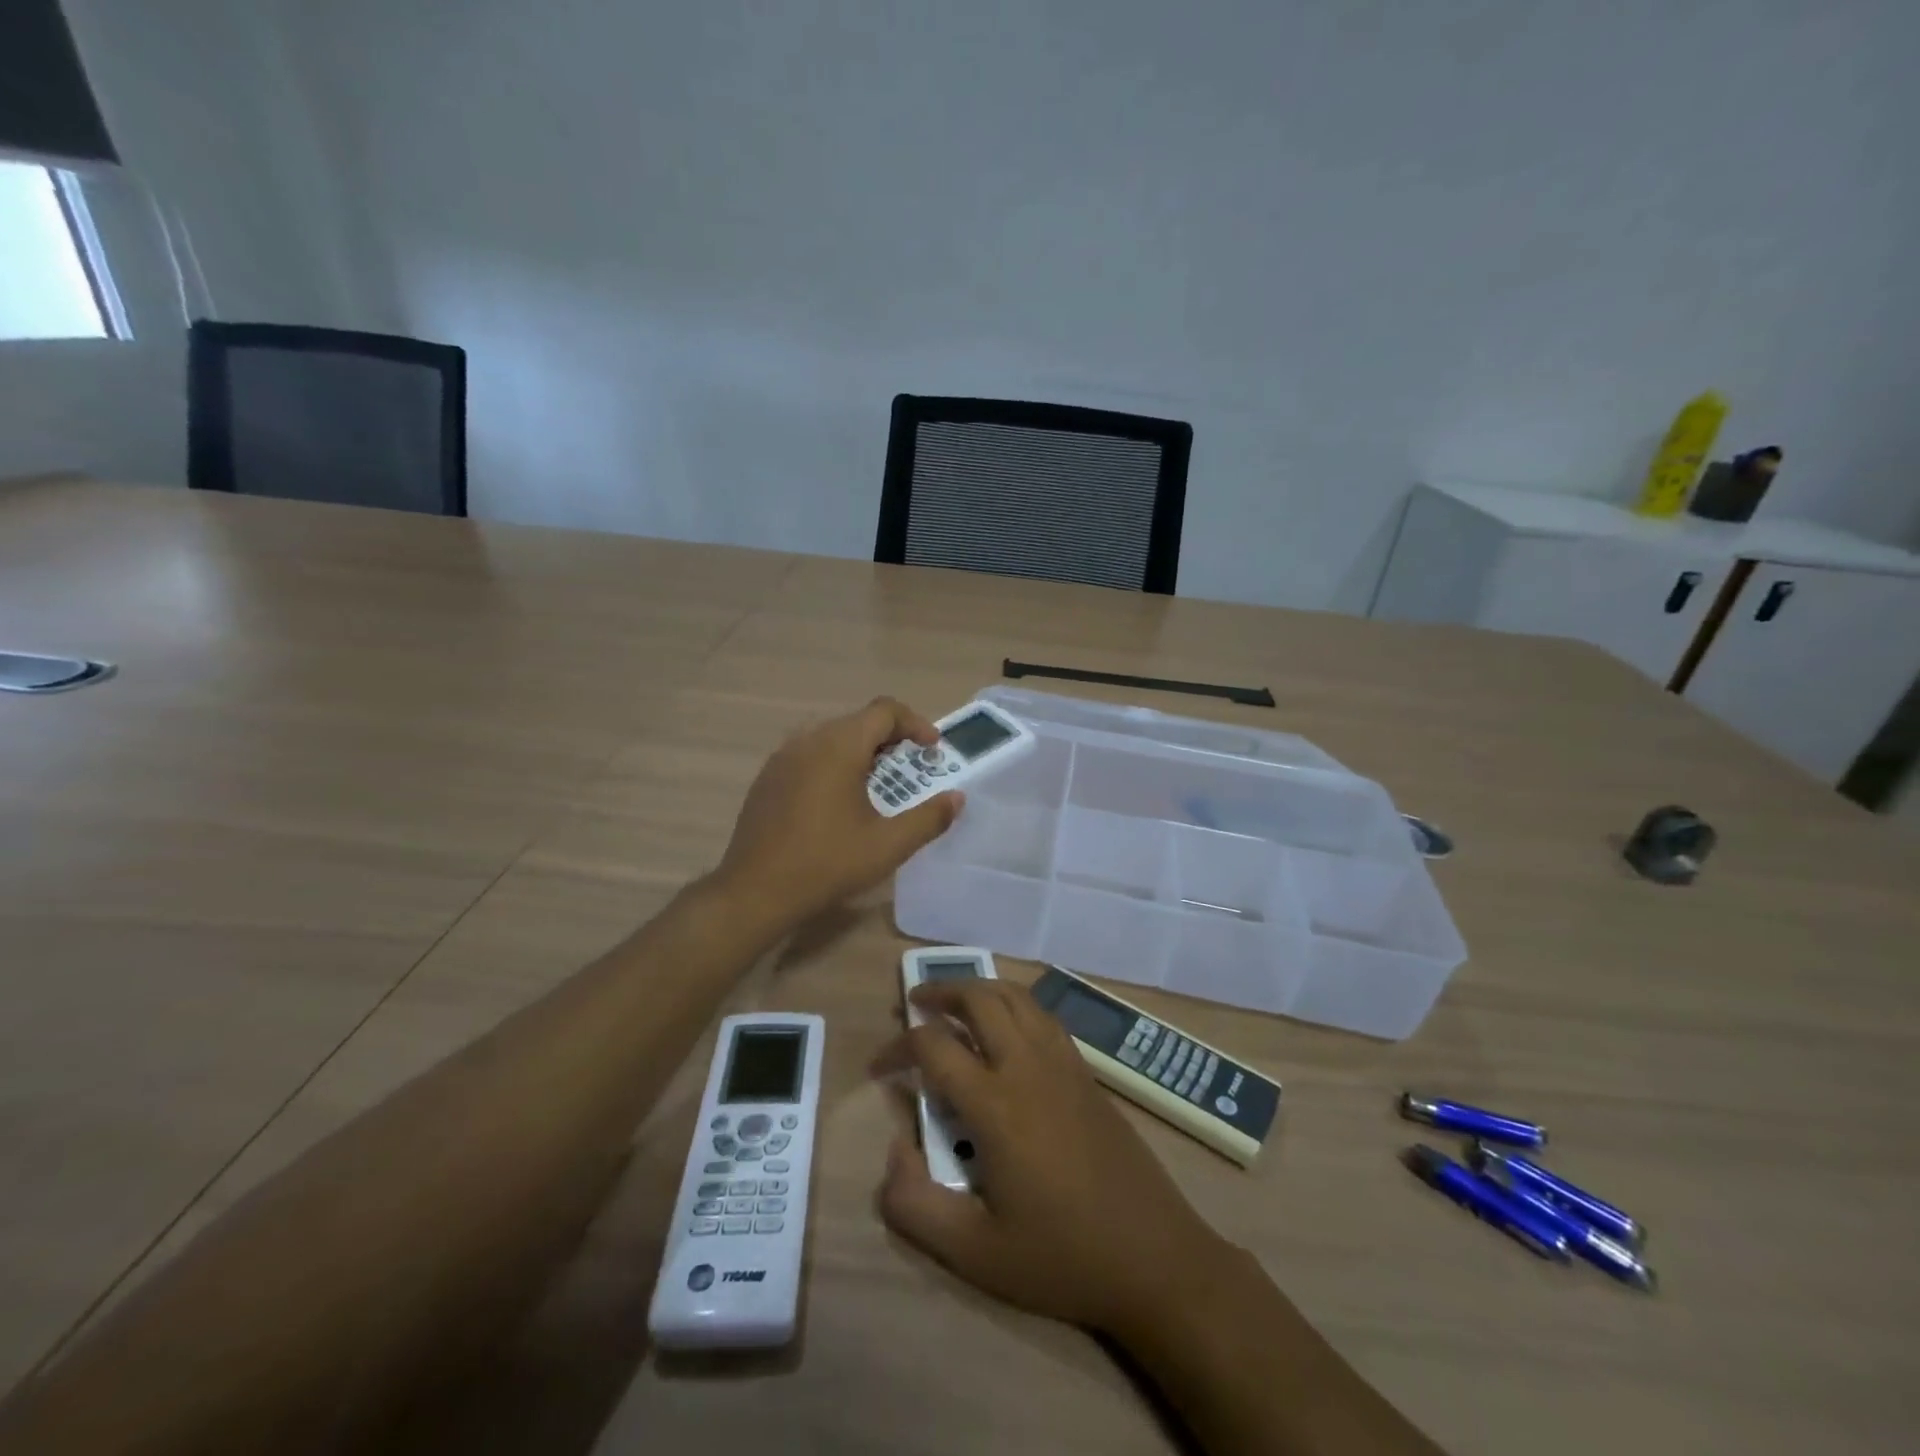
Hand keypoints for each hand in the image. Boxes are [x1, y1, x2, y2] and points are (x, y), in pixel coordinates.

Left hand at [712, 697, 962, 932]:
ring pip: (831, 736)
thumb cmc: (827, 864)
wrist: (755, 891)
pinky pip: (808, 754)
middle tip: (910, 768)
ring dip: (861, 750)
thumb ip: (928, 818)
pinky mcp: (767, 777)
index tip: (932, 748)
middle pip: (858, 721)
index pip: (884, 711)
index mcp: (839, 746)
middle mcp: (808, 740)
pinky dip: (834, 762)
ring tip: (877, 783)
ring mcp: (782, 757)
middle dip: (891, 738)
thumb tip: (957, 798)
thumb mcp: (887, 845)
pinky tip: (838, 800)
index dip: (915, 723)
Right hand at [872, 979, 1232, 1337]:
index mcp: (996, 1104)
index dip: (897, 1047)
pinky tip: (1006, 1027)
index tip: (879, 1066)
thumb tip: (893, 1153)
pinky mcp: (1086, 1070)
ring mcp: (1063, 1062)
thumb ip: (916, 1207)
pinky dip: (1014, 1002)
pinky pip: (1043, 1014)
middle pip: (979, 998)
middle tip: (914, 1005)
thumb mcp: (975, 1254)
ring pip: (1015, 996)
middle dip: (940, 991)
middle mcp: (1028, 1066)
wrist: (1154, 1257)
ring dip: (979, 988)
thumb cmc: (1061, 1257)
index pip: (933, 1047)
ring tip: (955, 1004)